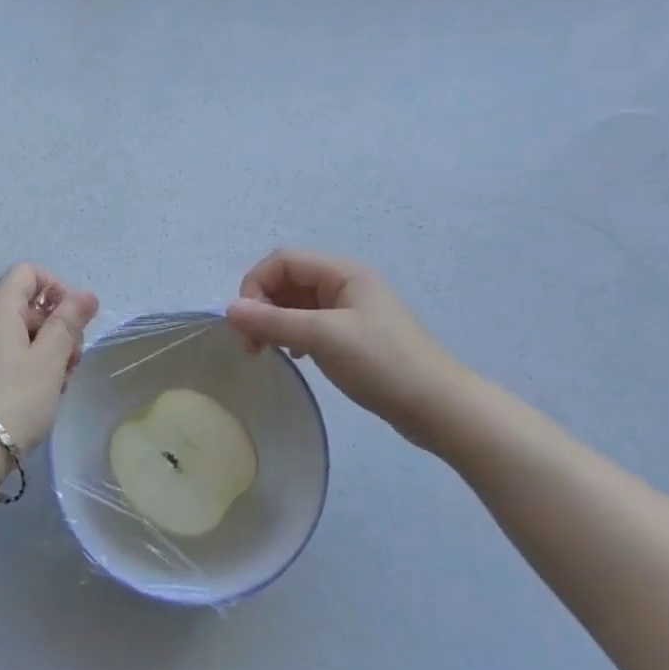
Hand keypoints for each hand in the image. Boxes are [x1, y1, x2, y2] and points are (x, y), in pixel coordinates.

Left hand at [0, 264, 98, 454]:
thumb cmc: (13, 399)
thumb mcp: (49, 359)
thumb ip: (68, 323)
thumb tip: (86, 294)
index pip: (28, 272)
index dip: (56, 288)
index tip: (72, 320)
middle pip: (27, 304)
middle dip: (57, 326)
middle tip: (73, 360)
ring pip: (20, 334)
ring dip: (47, 351)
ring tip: (60, 383)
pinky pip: (8, 356)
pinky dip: (29, 367)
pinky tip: (43, 395)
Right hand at [226, 250, 480, 454]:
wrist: (440, 408)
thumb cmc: (382, 364)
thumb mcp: (323, 338)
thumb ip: (273, 321)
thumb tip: (228, 310)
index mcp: (342, 272)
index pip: (282, 261)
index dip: (256, 285)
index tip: (246, 323)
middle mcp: (345, 283)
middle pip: (288, 280)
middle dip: (262, 305)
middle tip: (251, 344)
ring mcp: (351, 310)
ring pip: (297, 303)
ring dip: (275, 321)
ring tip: (266, 351)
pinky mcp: (354, 336)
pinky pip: (311, 323)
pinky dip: (294, 334)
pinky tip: (296, 357)